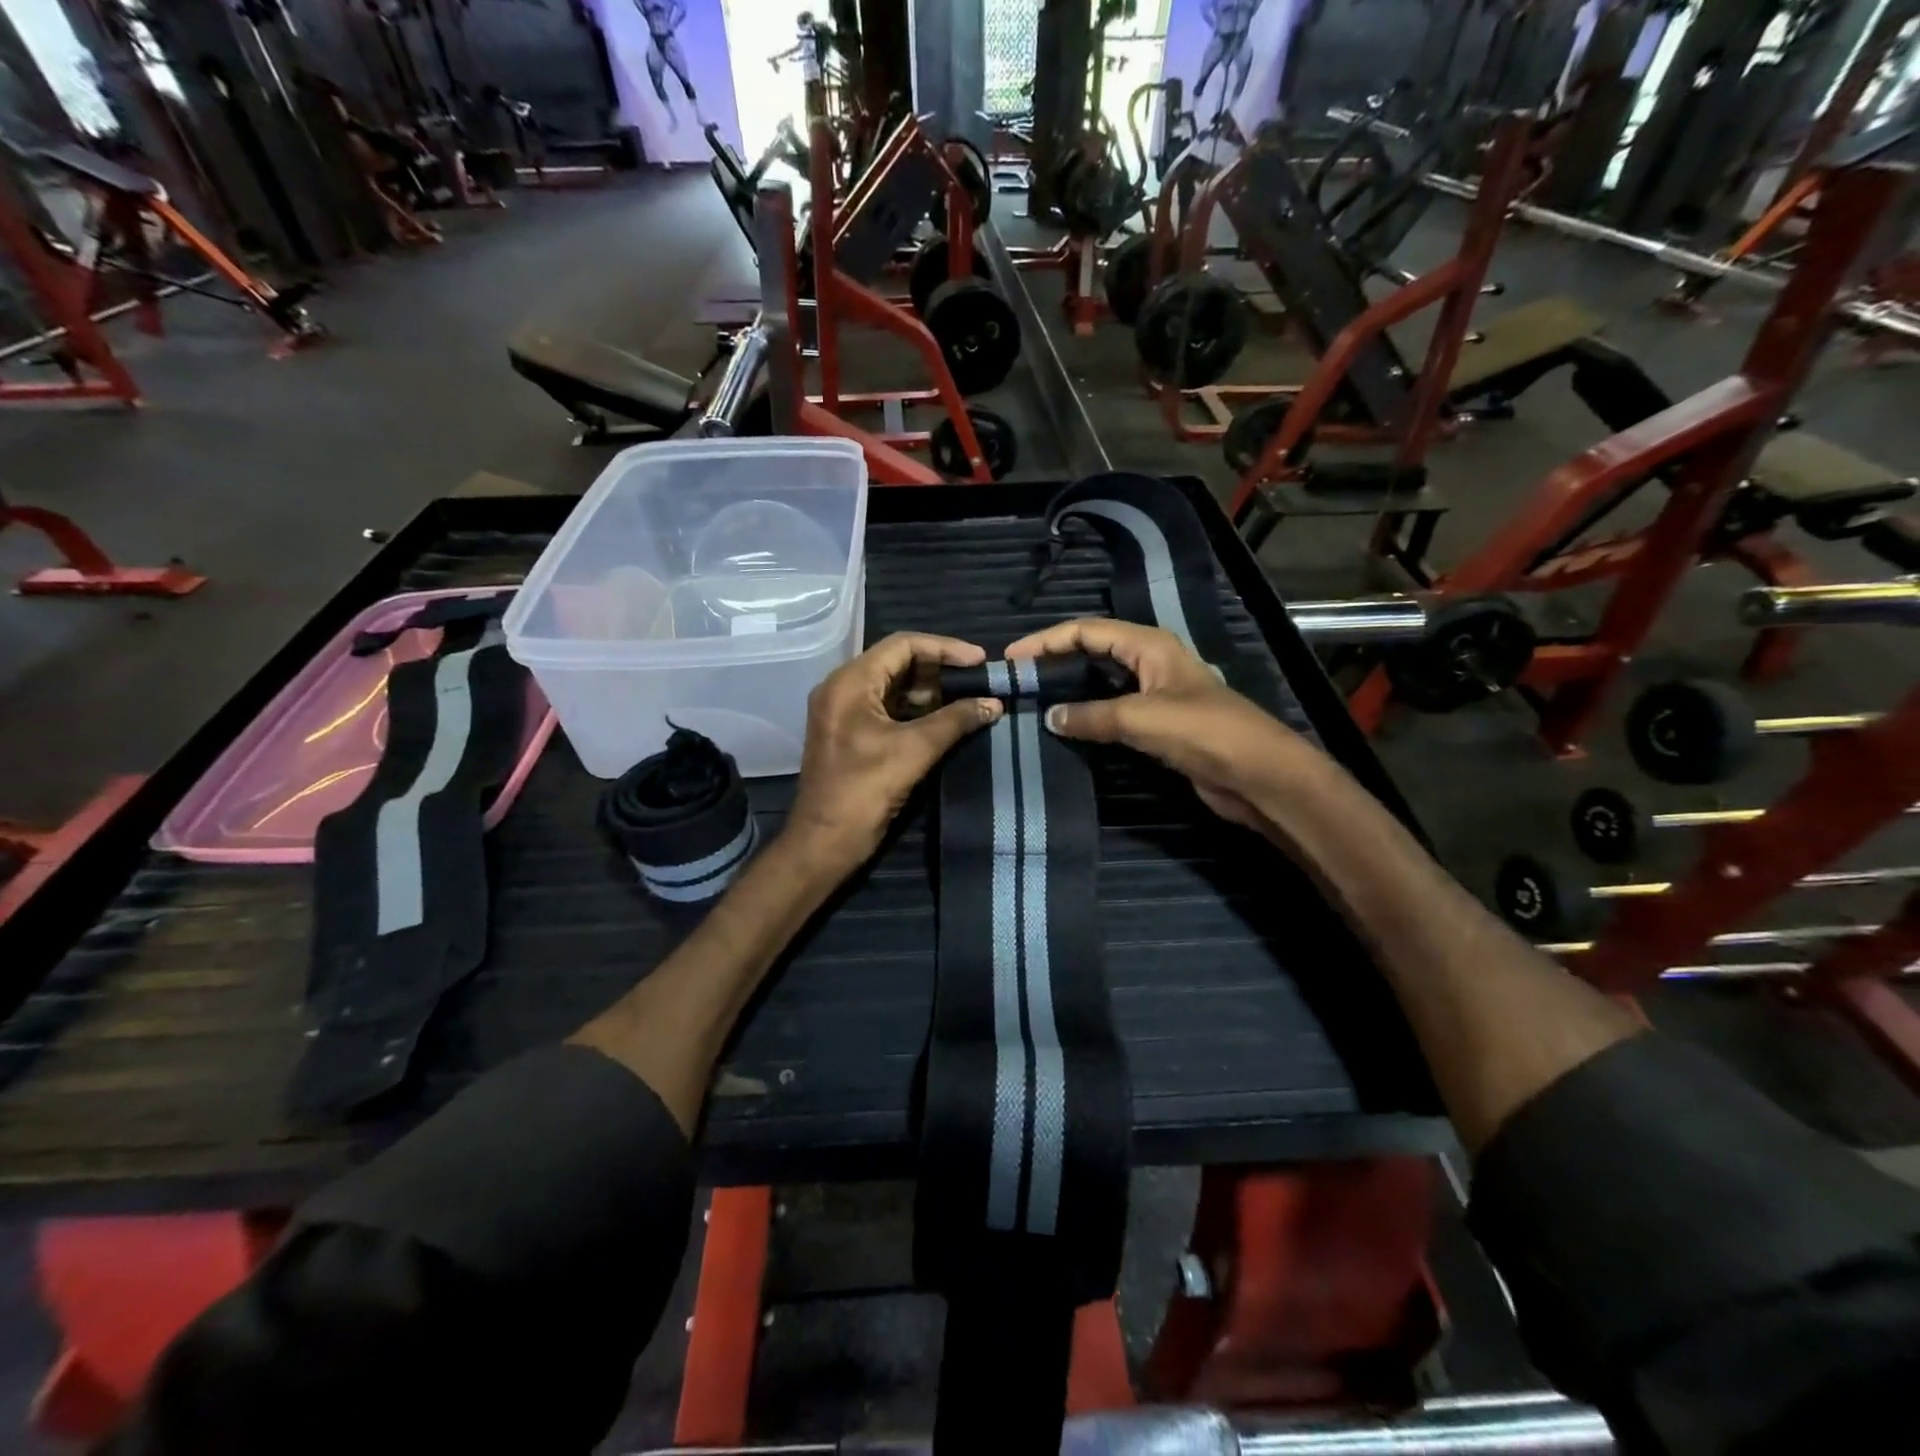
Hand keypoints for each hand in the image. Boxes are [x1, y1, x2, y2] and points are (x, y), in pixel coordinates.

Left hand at [787, 633, 1002, 870]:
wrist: (825, 842)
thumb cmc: (865, 790)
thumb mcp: (915, 750)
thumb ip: (956, 720)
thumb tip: (994, 703)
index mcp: (850, 682)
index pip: (903, 645)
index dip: (945, 648)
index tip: (980, 660)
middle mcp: (842, 688)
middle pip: (897, 662)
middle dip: (940, 669)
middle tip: (977, 681)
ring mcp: (844, 711)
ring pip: (893, 686)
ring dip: (930, 691)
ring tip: (968, 700)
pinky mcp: (850, 734)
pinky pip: (886, 708)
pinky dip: (916, 710)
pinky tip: (946, 720)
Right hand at [1004, 618, 1323, 830]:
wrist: (1256, 774)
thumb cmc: (1201, 731)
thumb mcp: (1140, 718)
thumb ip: (1091, 716)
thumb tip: (1050, 717)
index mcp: (1149, 645)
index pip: (1087, 630)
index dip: (1047, 640)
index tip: (1012, 658)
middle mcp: (1151, 662)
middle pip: (1093, 651)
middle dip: (1056, 661)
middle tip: (1020, 680)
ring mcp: (1156, 693)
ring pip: (1103, 682)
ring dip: (1071, 689)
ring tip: (1034, 701)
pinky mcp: (1159, 724)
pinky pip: (1114, 711)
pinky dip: (1089, 716)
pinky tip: (1068, 727)